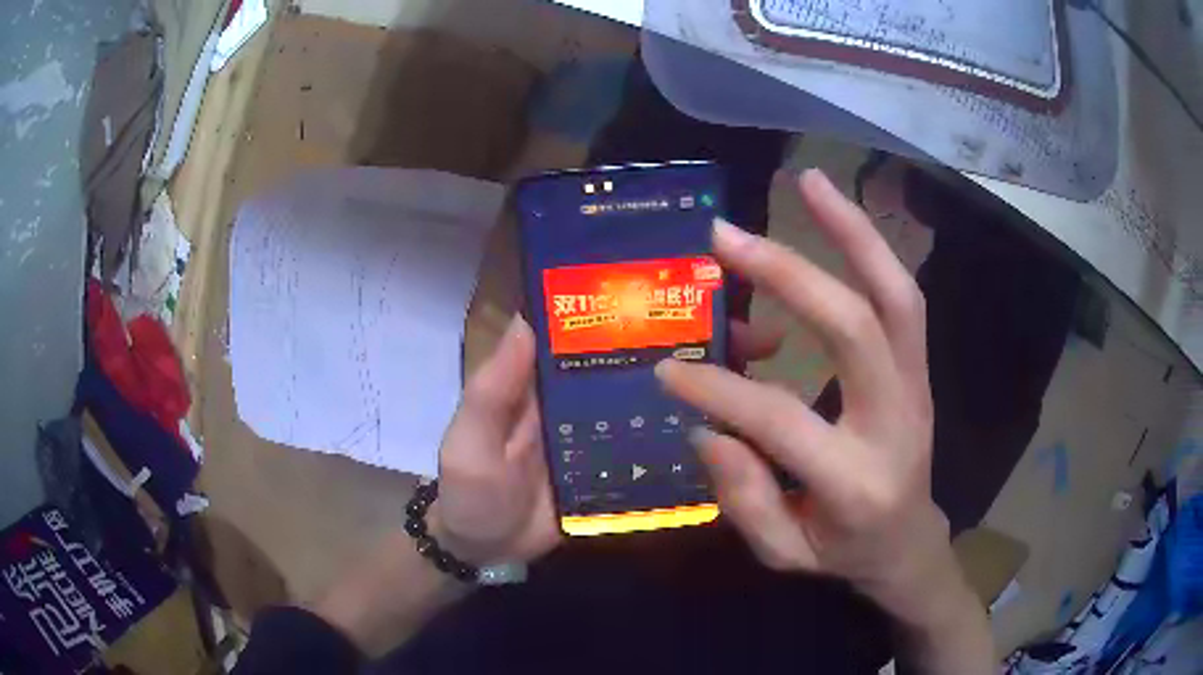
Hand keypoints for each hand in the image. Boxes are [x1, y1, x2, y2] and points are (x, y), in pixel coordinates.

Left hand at [435, 312, 784, 565]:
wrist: (484, 551)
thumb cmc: (469, 491)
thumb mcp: (471, 439)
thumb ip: (494, 389)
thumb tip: (527, 315)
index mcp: (552, 376)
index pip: (603, 326)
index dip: (645, 303)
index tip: (700, 285)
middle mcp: (589, 397)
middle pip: (649, 359)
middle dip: (701, 341)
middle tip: (760, 337)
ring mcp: (612, 436)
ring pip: (666, 402)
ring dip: (709, 388)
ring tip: (765, 377)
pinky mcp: (624, 473)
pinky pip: (665, 451)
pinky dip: (698, 441)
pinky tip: (742, 436)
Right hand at [656, 170, 961, 624]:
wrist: (909, 541)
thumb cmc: (842, 552)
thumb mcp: (784, 552)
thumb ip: (744, 498)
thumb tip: (708, 425)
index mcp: (856, 481)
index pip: (781, 421)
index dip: (719, 391)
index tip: (667, 368)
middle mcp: (896, 421)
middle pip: (853, 329)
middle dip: (788, 274)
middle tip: (725, 237)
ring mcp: (917, 386)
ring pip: (896, 295)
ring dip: (852, 232)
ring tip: (809, 181)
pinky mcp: (920, 367)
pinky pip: (903, 298)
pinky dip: (873, 248)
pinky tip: (839, 211)